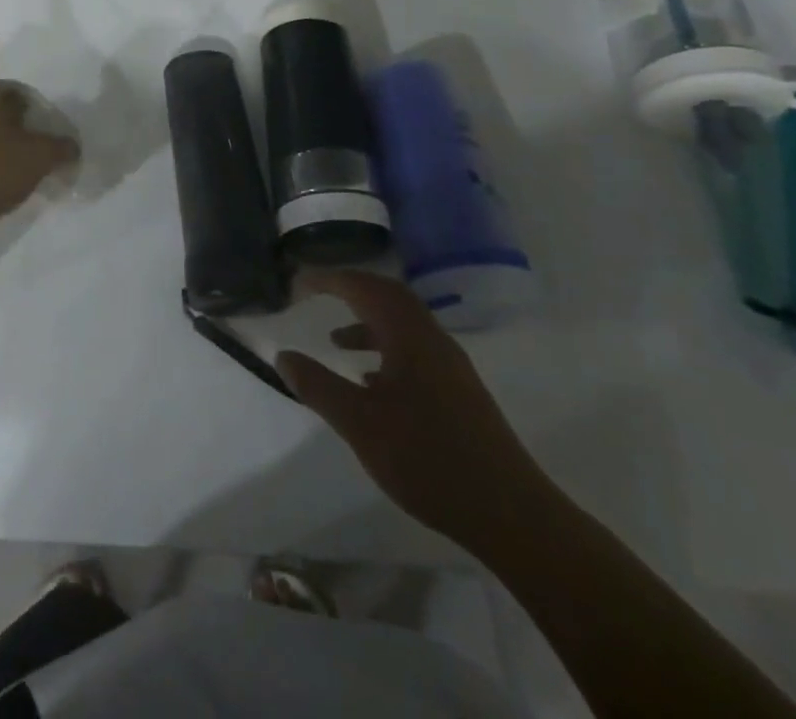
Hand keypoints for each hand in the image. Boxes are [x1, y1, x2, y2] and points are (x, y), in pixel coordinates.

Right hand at [277, 270, 553, 550]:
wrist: (512, 516)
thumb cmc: (429, 460)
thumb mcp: (360, 424)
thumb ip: (318, 386)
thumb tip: (283, 356)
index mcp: (410, 337)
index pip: (365, 287)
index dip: (329, 279)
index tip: (298, 282)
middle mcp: (433, 340)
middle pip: (389, 297)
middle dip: (351, 289)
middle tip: (317, 294)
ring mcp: (451, 368)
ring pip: (403, 325)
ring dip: (367, 322)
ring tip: (336, 343)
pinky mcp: (459, 393)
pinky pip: (414, 351)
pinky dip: (385, 350)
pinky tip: (371, 383)